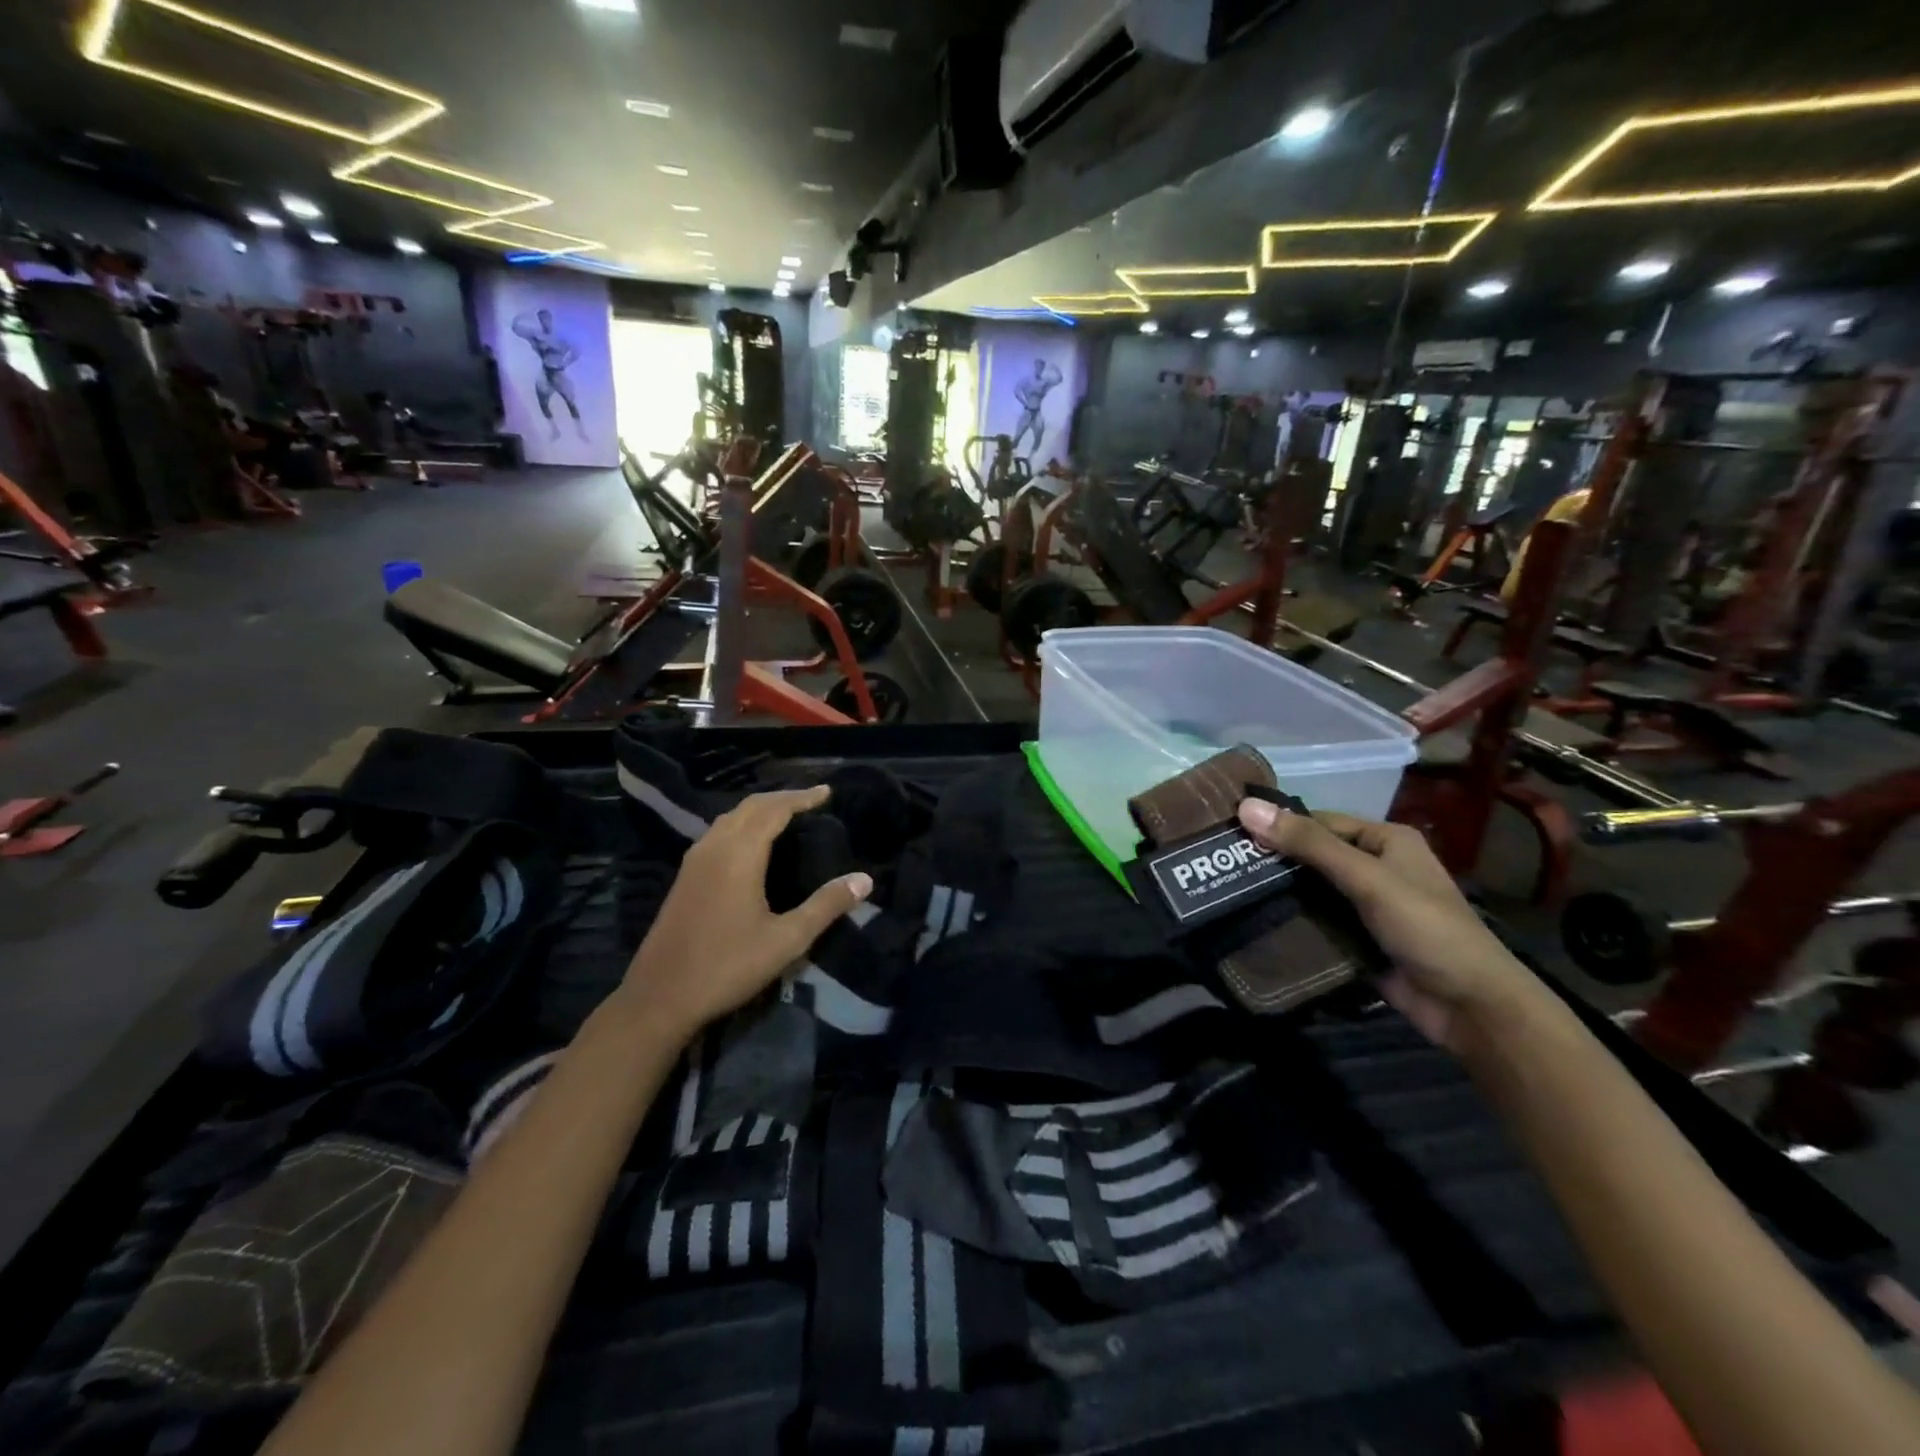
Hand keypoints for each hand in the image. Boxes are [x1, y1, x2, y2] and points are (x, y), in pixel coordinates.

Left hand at [623, 788, 870, 1036]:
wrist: (660, 998)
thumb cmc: (727, 966)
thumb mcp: (786, 940)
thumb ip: (826, 906)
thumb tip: (864, 880)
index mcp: (739, 855)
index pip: (774, 810)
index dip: (801, 797)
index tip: (827, 791)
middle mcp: (714, 847)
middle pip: (750, 807)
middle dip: (781, 798)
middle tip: (811, 800)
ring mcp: (694, 862)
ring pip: (729, 818)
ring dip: (759, 809)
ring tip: (785, 815)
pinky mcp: (684, 878)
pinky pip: (717, 833)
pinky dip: (741, 824)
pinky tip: (750, 844)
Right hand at [1237, 801, 1536, 1052]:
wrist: (1470, 1007)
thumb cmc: (1425, 927)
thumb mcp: (1366, 878)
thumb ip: (1308, 844)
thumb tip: (1246, 806)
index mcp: (1385, 840)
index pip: (1318, 823)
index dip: (1277, 826)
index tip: (1229, 834)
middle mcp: (1375, 867)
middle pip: (1312, 856)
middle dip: (1272, 862)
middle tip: (1221, 866)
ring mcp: (1365, 906)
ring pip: (1310, 891)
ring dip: (1278, 894)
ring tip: (1225, 892)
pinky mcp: (1357, 939)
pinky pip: (1316, 922)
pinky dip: (1291, 921)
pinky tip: (1252, 922)